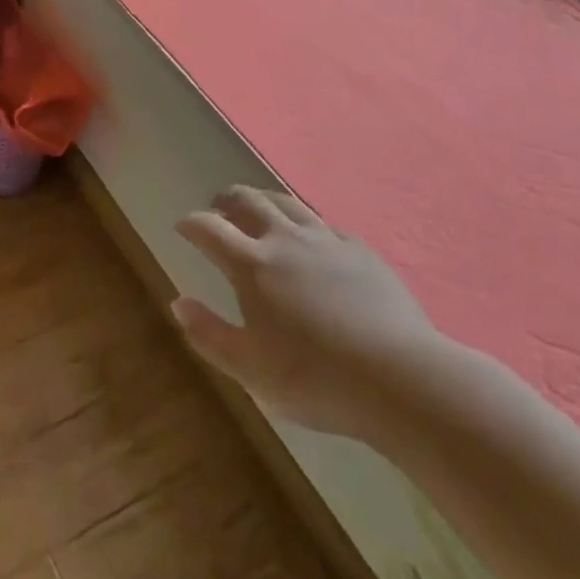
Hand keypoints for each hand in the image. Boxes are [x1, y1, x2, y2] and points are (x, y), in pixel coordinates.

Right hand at [171, 186, 448, 441]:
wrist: (401, 379)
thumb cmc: (315, 378)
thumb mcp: (250, 368)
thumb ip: (209, 333)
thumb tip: (178, 302)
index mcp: (252, 265)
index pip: (209, 228)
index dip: (191, 223)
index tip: (182, 226)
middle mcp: (285, 240)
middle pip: (248, 202)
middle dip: (227, 200)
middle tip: (218, 206)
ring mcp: (326, 241)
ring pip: (286, 203)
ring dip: (263, 199)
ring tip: (257, 206)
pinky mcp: (360, 251)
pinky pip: (324, 223)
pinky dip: (304, 221)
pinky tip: (310, 236)